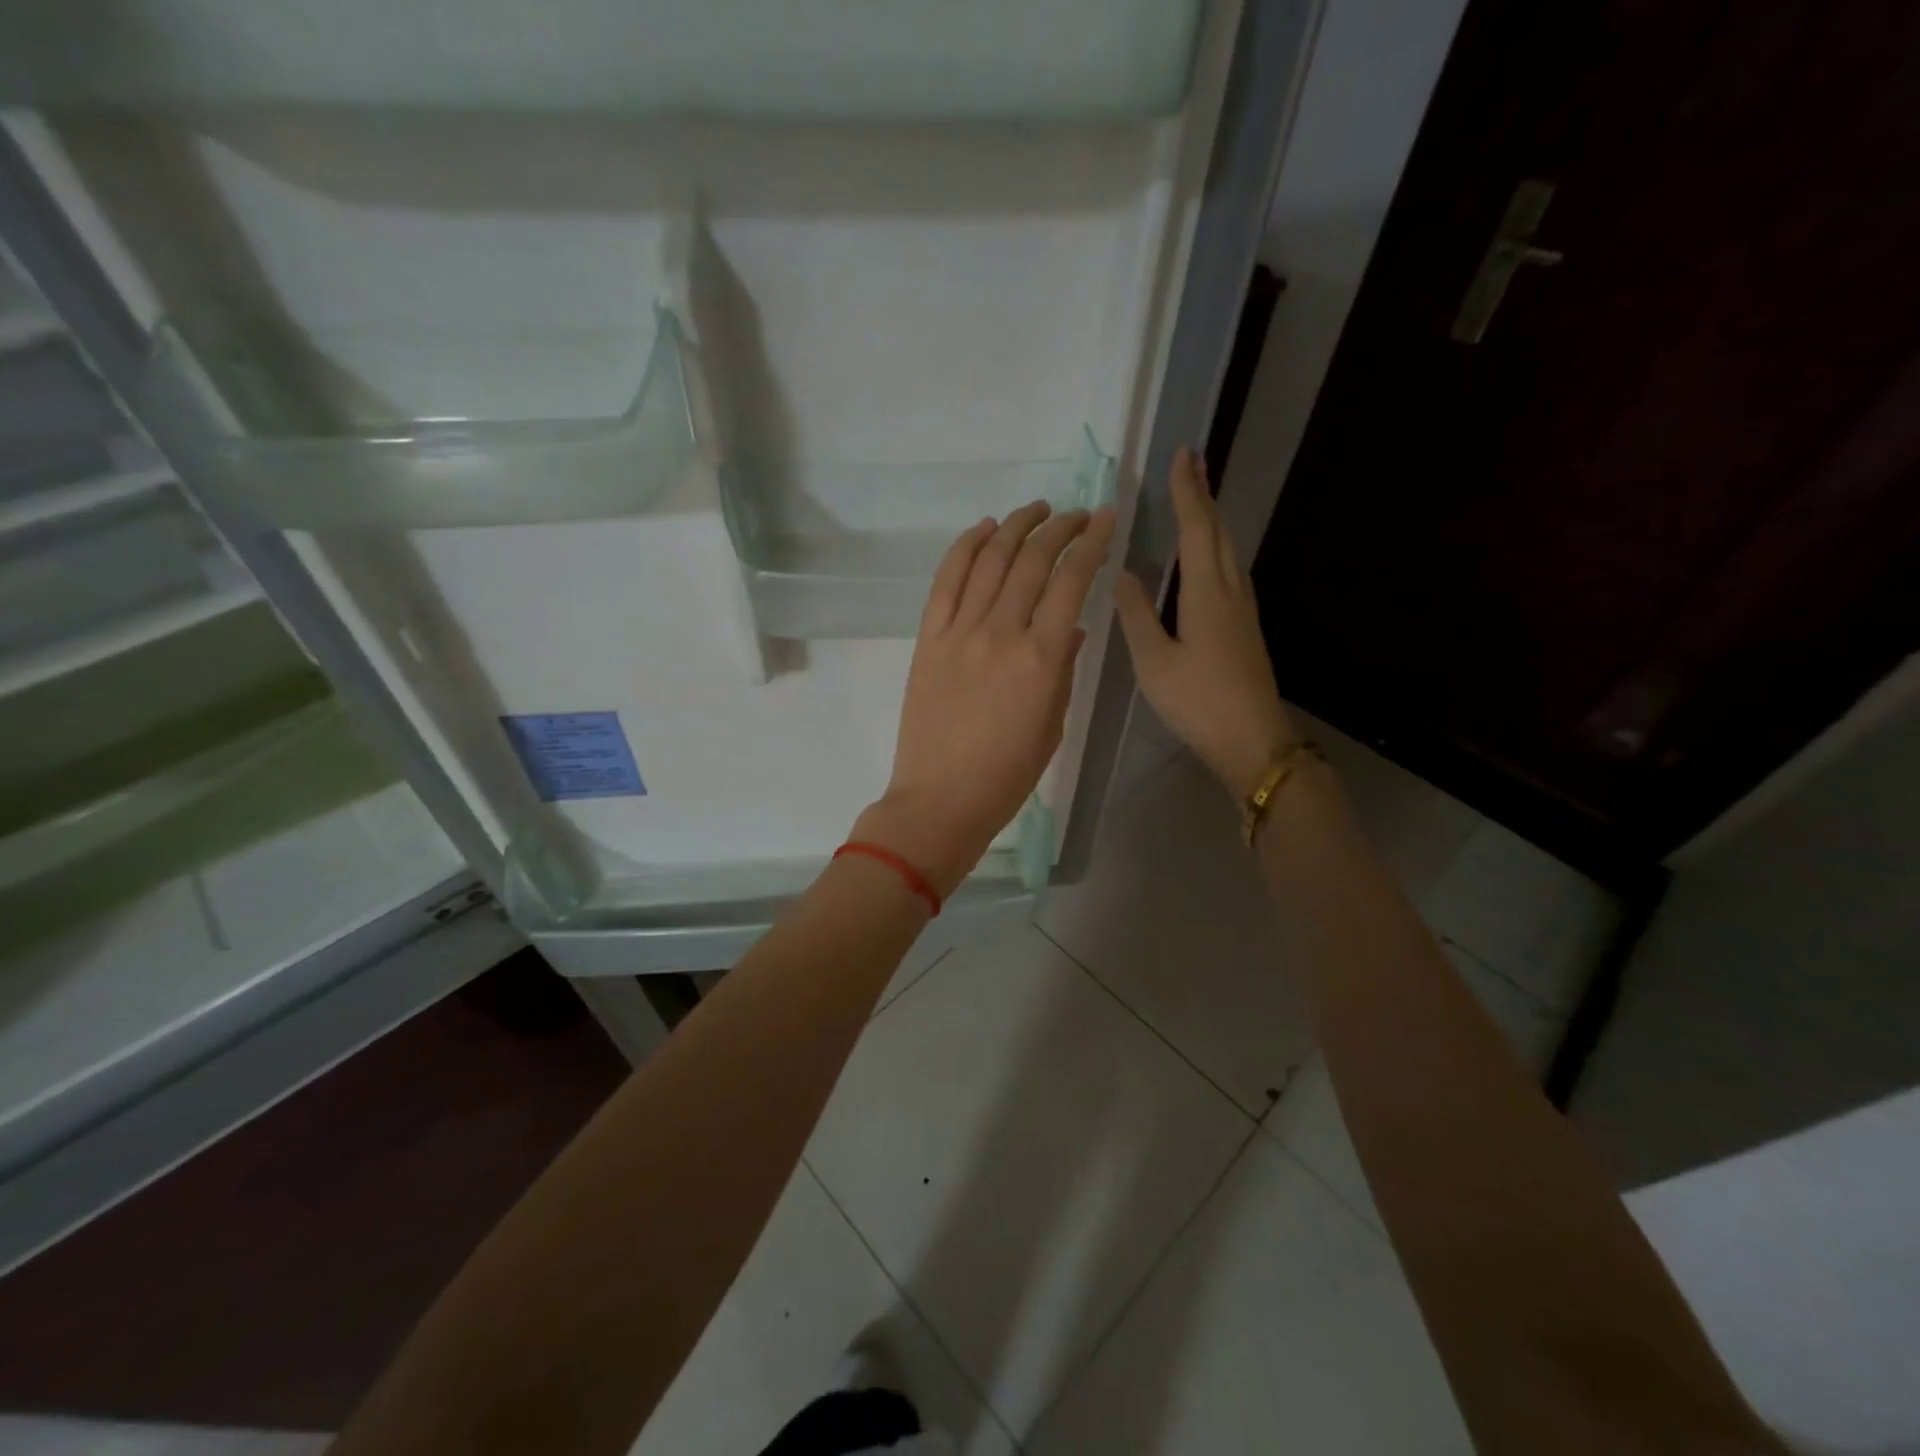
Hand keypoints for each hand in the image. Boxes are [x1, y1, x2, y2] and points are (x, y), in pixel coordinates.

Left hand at [856, 501, 1117, 896]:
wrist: (940, 800)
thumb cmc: (1006, 776)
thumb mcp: (1052, 726)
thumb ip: (1064, 670)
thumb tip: (1071, 629)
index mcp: (1041, 659)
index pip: (1071, 582)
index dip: (1092, 543)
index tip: (1106, 520)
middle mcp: (1001, 633)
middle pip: (1032, 560)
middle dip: (1060, 527)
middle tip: (1077, 514)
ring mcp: (959, 633)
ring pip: (989, 561)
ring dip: (1015, 526)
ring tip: (1035, 510)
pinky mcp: (928, 640)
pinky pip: (946, 581)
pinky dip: (965, 548)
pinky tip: (984, 529)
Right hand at [1114, 447, 1295, 799]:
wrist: (1253, 740)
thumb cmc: (1198, 702)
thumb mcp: (1154, 661)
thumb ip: (1137, 614)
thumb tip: (1123, 571)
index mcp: (1207, 593)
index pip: (1196, 528)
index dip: (1187, 492)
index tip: (1182, 454)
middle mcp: (1231, 590)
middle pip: (1219, 531)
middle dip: (1203, 495)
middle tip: (1190, 464)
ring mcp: (1244, 609)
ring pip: (1229, 549)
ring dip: (1211, 519)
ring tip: (1195, 499)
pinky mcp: (1245, 626)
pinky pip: (1230, 569)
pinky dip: (1216, 546)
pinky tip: (1207, 556)